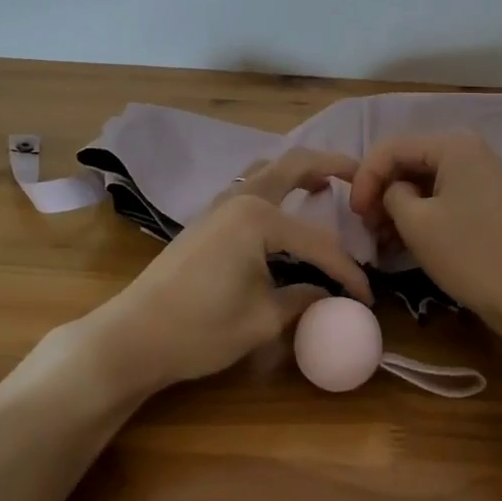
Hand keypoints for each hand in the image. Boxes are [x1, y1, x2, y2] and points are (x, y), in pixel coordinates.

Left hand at [77, 148, 372, 392]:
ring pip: (267, 170)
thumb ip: (302, 299)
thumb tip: (329, 294)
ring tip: (323, 187)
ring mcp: (219, 205)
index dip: (347, 271)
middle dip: (329, 166)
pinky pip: (249, 187)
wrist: (133, 336)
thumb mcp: (261, 320)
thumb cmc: (200, 329)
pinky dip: (275, 187)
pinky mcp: (207, 219)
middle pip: (292, 165)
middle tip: (359, 175)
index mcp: (258, 218)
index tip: (368, 297)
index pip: (318, 242)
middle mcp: (240, 198)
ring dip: (298, 171)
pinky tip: (284, 211)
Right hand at [349, 132, 501, 335]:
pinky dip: (420, 214)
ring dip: (397, 206)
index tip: (352, 214)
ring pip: (424, 181)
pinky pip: (442, 197)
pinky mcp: (486, 200)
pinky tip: (402, 241)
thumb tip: (392, 192)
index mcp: (454, 145)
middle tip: (365, 226)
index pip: (392, 148)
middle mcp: (469, 150)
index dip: (365, 178)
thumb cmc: (469, 254)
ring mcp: (481, 175)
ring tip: (380, 238)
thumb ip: (390, 194)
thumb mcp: (415, 222)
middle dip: (381, 191)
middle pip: (409, 161)